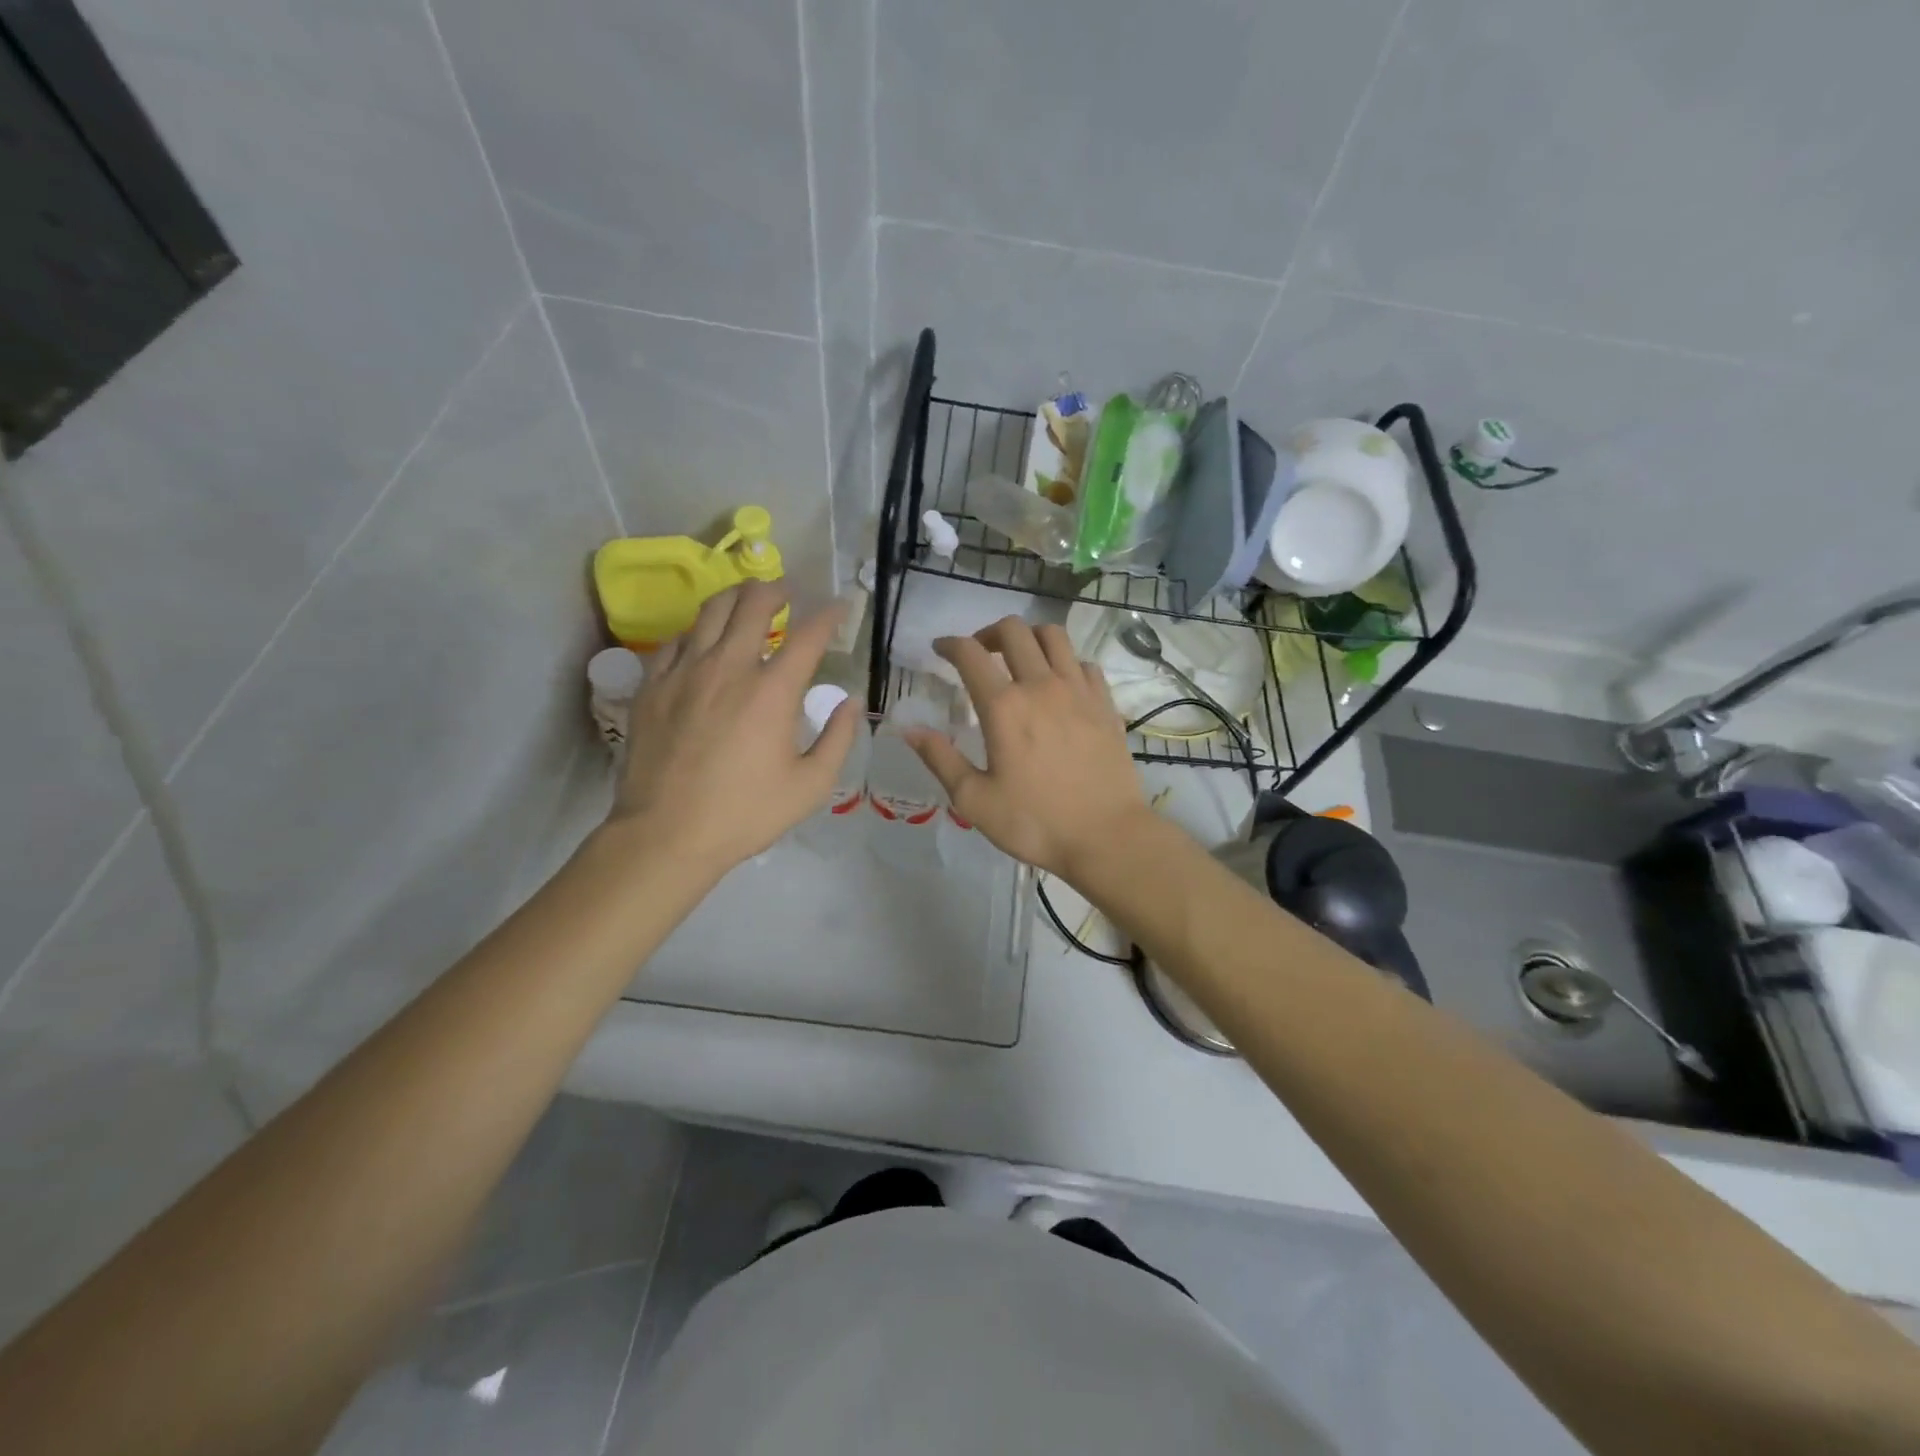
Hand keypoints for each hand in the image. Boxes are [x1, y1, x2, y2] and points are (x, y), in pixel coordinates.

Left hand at [604, 582, 857, 873]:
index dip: (830, 615)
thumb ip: (838, 738)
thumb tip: (848, 701)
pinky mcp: (653, 685)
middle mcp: (729, 667)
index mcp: (772, 690)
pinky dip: (698, 631)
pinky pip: (676, 639)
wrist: (667, 834)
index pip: (808, 634)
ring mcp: (685, 671)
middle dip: (776, 589)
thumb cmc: (746, 813)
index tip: (840, 607)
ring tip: (747, 601)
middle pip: (753, 603)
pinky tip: (703, 641)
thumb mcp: (811, 785)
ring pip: (711, 611)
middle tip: (787, 592)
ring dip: (736, 598)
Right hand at [904, 618, 1150, 878]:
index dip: (949, 644)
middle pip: (1014, 630)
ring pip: (1053, 636)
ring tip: (1019, 658)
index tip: (940, 649)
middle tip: (979, 653)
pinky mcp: (1105, 703)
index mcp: (1004, 707)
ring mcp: (1078, 691)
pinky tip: (1059, 684)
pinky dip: (1065, 662)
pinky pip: (1084, 663)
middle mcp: (1041, 686)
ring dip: (1029, 637)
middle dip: (988, 633)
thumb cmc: (1035, 822)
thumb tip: (908, 729)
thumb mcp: (974, 800)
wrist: (1107, 836)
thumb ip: (940, 759)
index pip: (970, 654)